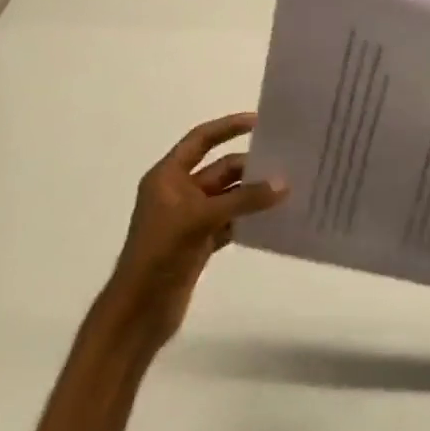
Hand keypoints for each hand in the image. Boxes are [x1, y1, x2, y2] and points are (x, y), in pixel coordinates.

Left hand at [103, 112, 285, 347]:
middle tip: (288, 163)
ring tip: (290, 189)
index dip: (228, 127)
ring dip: (254, 194)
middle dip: (251, 167)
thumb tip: (284, 183)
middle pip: (220, 170)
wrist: (140, 309)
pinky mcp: (200, 242)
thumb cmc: (160, 254)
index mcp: (167, 177)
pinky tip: (275, 219)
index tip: (260, 122)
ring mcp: (190, 219)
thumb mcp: (201, 219)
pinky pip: (232, 222)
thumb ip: (243, 199)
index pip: (200, 140)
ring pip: (229, 197)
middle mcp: (178, 193)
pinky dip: (250, 219)